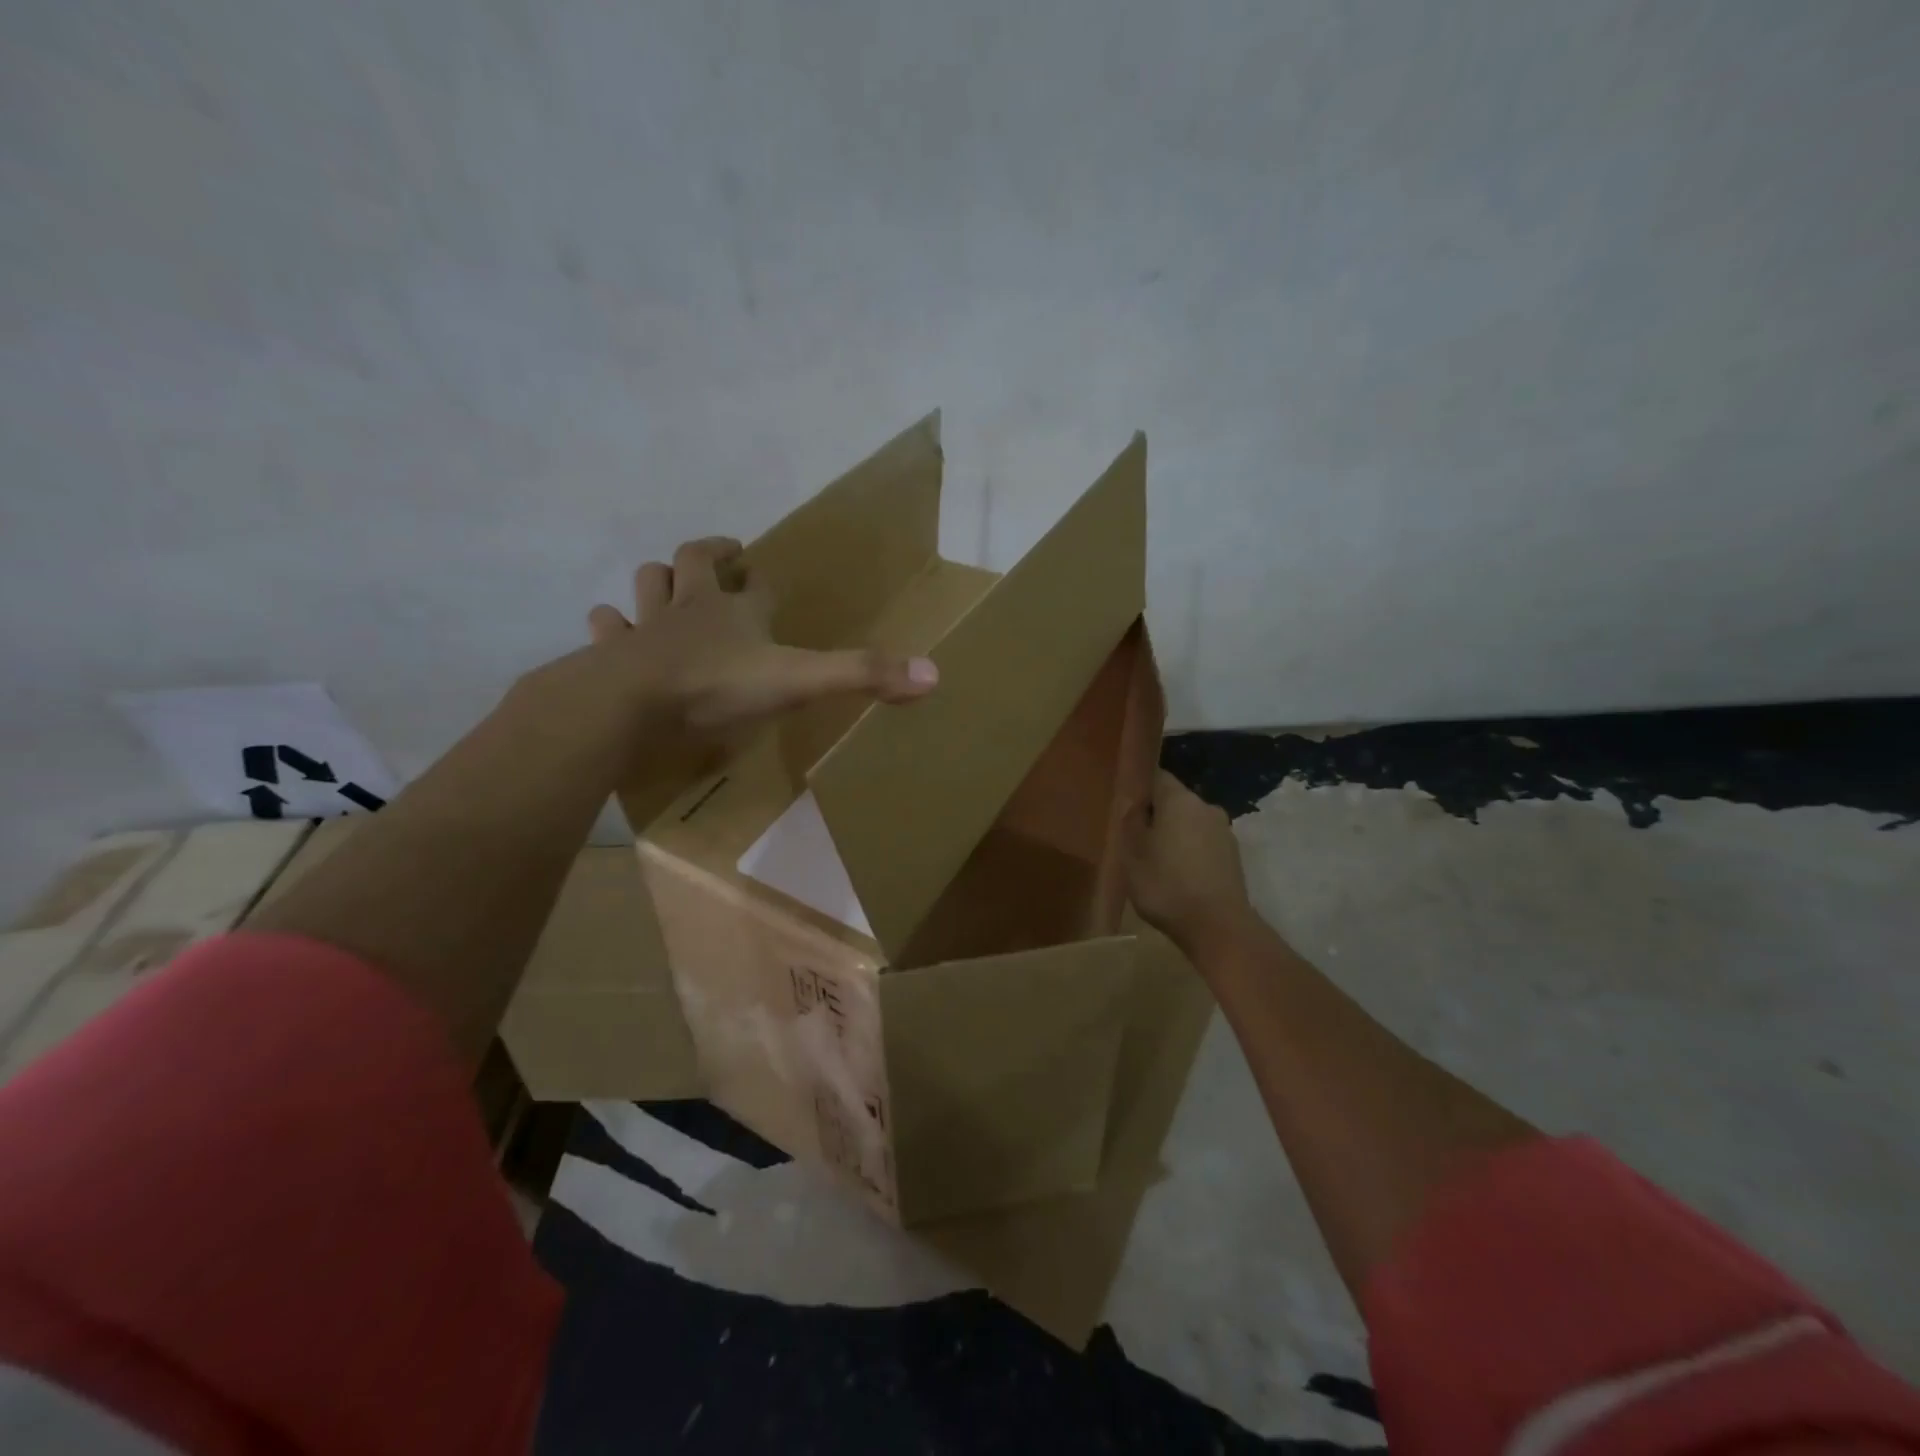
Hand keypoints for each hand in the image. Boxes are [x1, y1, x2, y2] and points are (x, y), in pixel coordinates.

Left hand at [582, 536, 938, 731]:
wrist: (630, 704)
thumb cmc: (718, 687)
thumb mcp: (801, 680)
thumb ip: (863, 675)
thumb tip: (934, 674)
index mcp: (735, 611)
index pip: (755, 583)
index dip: (760, 578)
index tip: (763, 575)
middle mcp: (690, 607)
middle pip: (691, 564)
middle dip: (706, 557)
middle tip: (719, 557)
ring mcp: (645, 628)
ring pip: (647, 585)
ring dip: (656, 580)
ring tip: (664, 583)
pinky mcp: (612, 654)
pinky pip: (608, 628)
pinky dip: (611, 625)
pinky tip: (611, 628)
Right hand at [1123, 771, 1254, 951]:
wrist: (1218, 927)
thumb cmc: (1166, 885)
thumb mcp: (1132, 854)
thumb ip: (1130, 821)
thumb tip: (1132, 800)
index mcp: (1179, 800)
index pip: (1156, 777)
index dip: (1139, 789)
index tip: (1125, 807)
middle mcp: (1206, 807)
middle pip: (1175, 801)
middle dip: (1156, 815)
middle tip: (1135, 839)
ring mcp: (1224, 832)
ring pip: (1190, 824)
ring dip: (1174, 836)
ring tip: (1156, 862)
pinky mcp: (1234, 857)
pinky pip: (1204, 845)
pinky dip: (1190, 853)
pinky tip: (1178, 877)